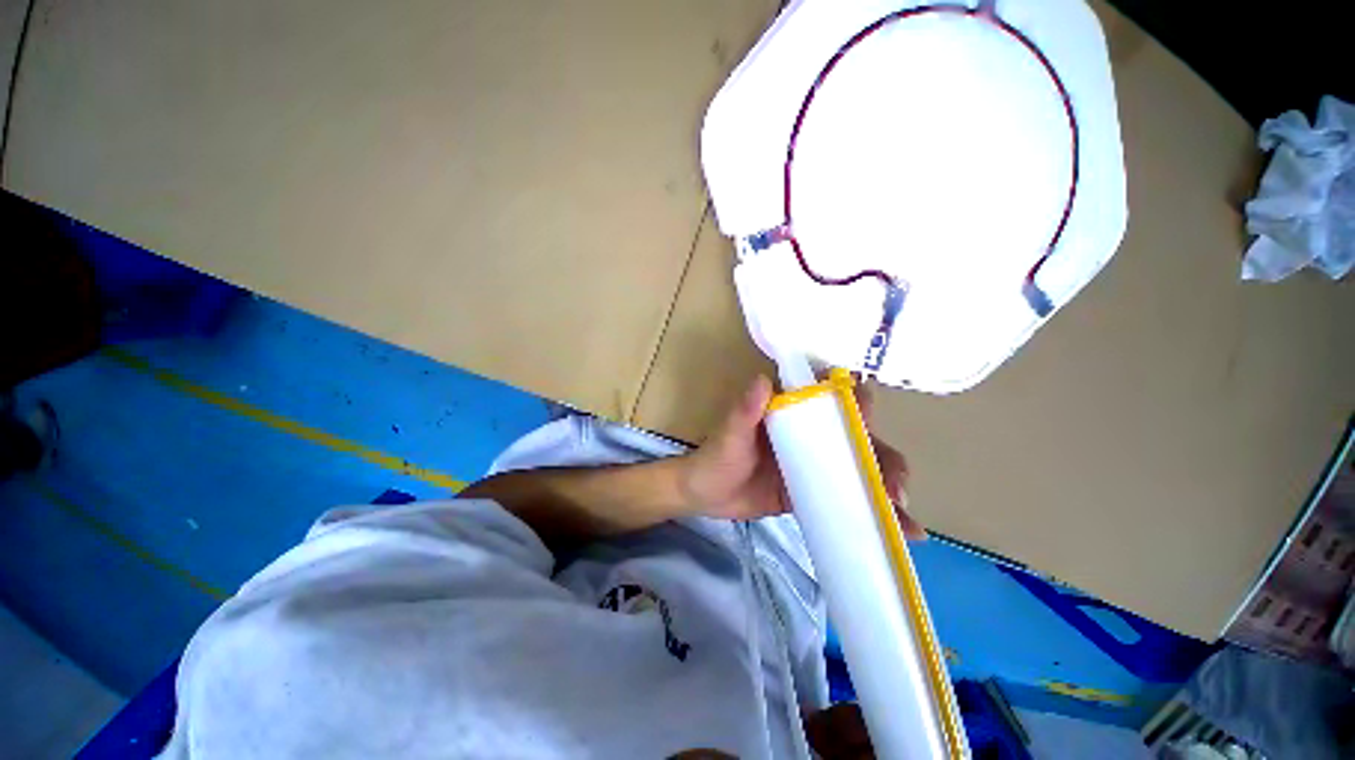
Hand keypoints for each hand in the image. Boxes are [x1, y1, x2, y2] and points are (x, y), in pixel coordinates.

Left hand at [679, 375, 923, 538]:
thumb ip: (744, 411)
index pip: (833, 400)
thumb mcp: (729, 434)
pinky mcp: (815, 492)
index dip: (858, 405)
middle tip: (894, 487)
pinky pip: (848, 500)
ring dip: (887, 488)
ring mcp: (816, 466)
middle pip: (859, 438)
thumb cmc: (716, 456)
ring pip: (861, 469)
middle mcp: (812, 436)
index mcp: (794, 414)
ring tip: (903, 517)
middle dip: (883, 457)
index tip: (870, 423)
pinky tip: (899, 533)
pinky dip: (874, 514)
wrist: (705, 496)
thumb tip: (761, 380)